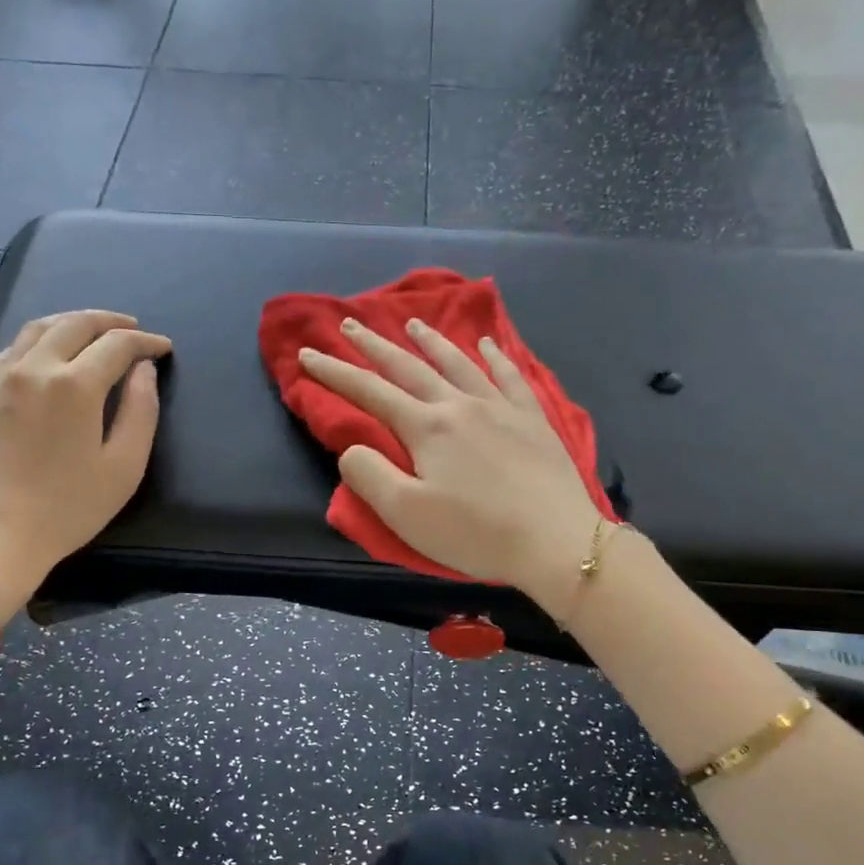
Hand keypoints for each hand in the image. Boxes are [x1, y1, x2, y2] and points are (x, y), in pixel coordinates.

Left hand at [0, 311, 171, 621]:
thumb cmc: (67, 508)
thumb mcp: (123, 467)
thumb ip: (140, 411)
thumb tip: (144, 371)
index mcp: (74, 385)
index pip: (117, 345)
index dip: (146, 342)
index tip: (164, 348)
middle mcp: (35, 366)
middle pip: (76, 324)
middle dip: (110, 322)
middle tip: (133, 330)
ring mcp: (1, 376)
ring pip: (40, 327)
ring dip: (73, 322)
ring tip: (95, 331)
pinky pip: (14, 346)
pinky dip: (41, 338)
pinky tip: (51, 352)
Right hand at [298, 317, 606, 607]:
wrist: (556, 541)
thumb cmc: (475, 533)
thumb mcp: (406, 514)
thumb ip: (369, 476)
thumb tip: (351, 447)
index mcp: (426, 428)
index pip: (370, 392)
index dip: (335, 373)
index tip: (308, 354)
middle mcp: (460, 405)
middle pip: (409, 367)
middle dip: (374, 346)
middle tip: (350, 323)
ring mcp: (501, 408)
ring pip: (458, 363)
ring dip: (431, 341)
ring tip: (412, 323)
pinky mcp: (533, 420)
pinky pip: (510, 376)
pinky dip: (495, 356)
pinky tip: (487, 344)